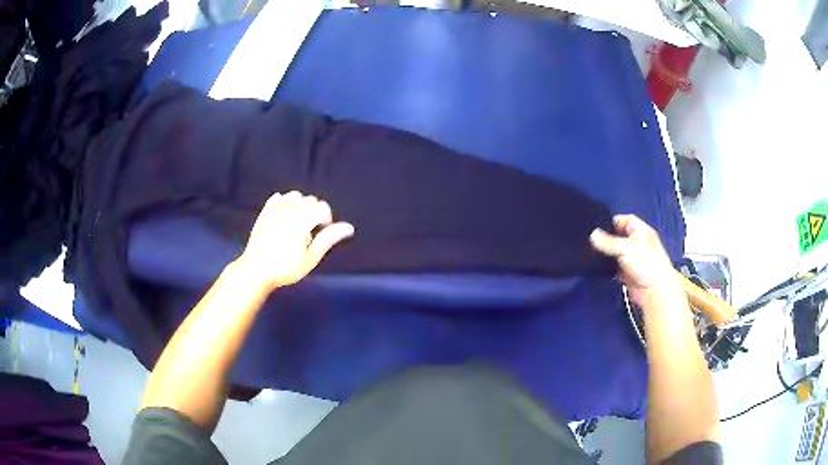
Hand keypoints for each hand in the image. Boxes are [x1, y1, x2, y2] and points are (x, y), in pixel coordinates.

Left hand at [236, 191, 353, 291]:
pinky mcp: (264, 212)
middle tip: (309, 234)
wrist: (255, 271)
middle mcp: (289, 209)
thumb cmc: (285, 268)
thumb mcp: (311, 257)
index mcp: (301, 220)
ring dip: (300, 206)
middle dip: (314, 213)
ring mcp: (274, 209)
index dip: (326, 219)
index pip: (322, 207)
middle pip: (310, 200)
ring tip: (297, 224)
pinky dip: (284, 203)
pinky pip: (278, 198)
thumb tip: (349, 227)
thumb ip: (329, 238)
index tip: (320, 235)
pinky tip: (284, 218)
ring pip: (295, 195)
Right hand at [590, 214, 680, 305]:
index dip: (613, 221)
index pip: (626, 220)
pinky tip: (597, 267)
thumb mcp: (625, 248)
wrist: (654, 291)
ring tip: (590, 252)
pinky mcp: (627, 273)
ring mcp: (633, 259)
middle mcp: (637, 243)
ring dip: (606, 254)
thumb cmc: (645, 262)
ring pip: (616, 252)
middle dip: (607, 238)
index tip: (597, 225)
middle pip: (619, 236)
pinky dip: (607, 267)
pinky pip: (615, 267)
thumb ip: (608, 242)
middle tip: (590, 240)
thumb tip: (592, 235)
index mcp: (641, 231)